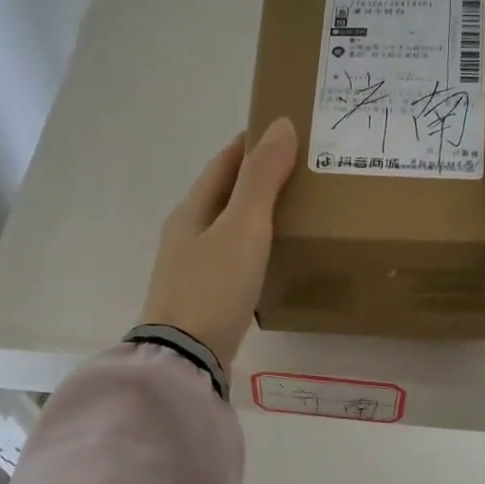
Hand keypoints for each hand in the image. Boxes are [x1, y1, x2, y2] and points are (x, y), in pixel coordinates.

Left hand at [141, 119, 298, 370]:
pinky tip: (272, 259)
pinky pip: (231, 260)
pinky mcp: (202, 299)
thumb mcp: (243, 228)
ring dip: (255, 216)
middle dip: (255, 181)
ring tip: (294, 212)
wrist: (185, 358)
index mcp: (191, 211)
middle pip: (222, 196)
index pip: (222, 165)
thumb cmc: (213, 287)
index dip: (249, 145)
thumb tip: (280, 125)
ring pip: (227, 230)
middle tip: (300, 172)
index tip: (281, 132)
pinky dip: (252, 249)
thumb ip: (262, 180)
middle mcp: (185, 236)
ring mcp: (191, 270)